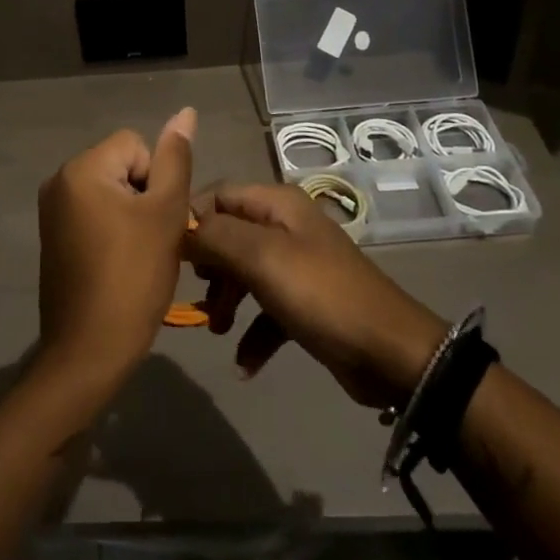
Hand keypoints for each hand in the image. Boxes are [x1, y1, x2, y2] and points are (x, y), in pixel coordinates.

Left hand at [36, 109, 196, 399]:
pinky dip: (112, 230)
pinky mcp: (52, 235)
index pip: (136, 144)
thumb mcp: (165, 214)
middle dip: (143, 196)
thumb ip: (176, 159)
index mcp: (81, 169)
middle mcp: (58, 180)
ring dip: (131, 214)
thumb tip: (185, 112)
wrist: (89, 351)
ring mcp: (51, 210)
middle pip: (121, 165)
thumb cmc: (133, 278)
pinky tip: (119, 263)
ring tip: (138, 254)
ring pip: (111, 190)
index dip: (157, 179)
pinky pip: (93, 213)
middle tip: (151, 241)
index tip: (156, 221)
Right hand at [185, 183, 447, 409]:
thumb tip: (179, 228)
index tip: (169, 254)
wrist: (390, 354)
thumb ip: (215, 236)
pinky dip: (252, 333)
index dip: (191, 219)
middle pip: (228, 235)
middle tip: (195, 294)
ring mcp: (296, 266)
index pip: (218, 195)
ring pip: (243, 273)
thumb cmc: (320, 294)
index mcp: (277, 204)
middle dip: (208, 265)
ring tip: (218, 330)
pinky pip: (265, 311)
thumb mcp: (262, 257)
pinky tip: (244, 364)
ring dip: (226, 301)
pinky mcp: (305, 304)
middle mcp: (285, 227)